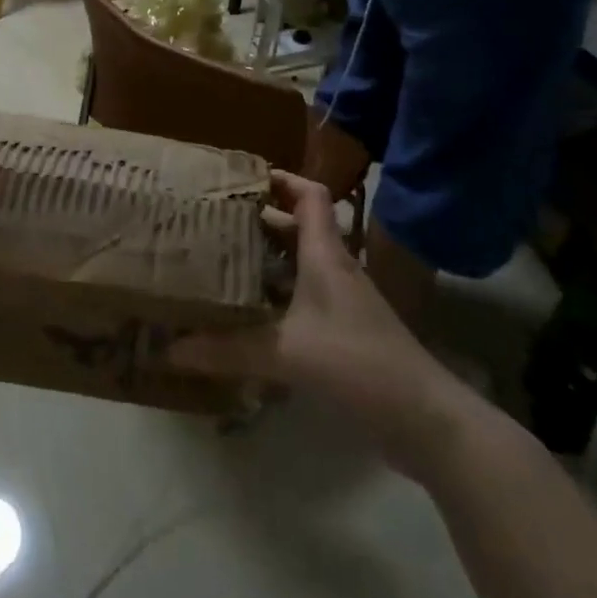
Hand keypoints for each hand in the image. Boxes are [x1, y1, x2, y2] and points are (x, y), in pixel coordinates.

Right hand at [170, 171, 471, 477]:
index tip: (242, 178)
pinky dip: (278, 297)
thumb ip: (228, 349)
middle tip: (213, 222)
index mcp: (325, 256)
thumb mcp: (287, 353)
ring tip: (222, 262)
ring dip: (267, 260)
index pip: (310, 197)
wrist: (426, 419)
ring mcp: (344, 302)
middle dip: (258, 221)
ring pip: (300, 265)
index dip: (281, 180)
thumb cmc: (359, 364)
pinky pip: (304, 298)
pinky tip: (250, 316)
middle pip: (297, 229)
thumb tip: (170, 348)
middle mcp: (335, 270)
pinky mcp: (346, 332)